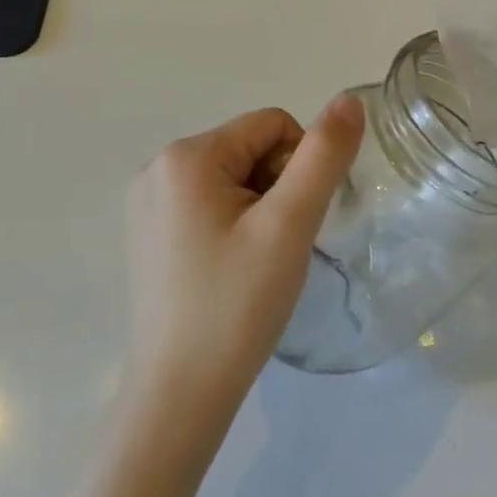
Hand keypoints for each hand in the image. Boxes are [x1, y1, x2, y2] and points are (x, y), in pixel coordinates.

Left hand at [124, 98, 364, 412]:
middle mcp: (157, 168)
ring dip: (260, 208)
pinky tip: (232, 270)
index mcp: (186, 156)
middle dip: (278, 188)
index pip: (272, 125)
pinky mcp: (149, 234)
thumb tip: (349, 99)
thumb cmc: (237, 304)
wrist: (180, 397)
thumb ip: (324, 156)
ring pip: (234, 177)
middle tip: (277, 246)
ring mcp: (147, 203)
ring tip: (256, 262)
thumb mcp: (290, 224)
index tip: (293, 222)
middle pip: (250, 149)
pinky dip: (235, 225)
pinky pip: (210, 204)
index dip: (300, 166)